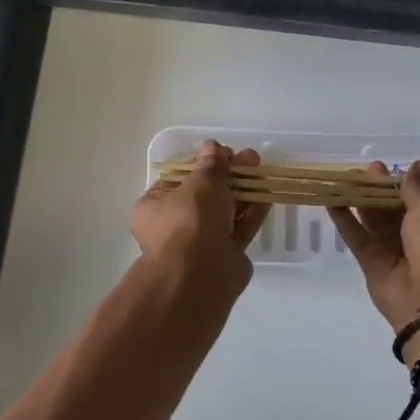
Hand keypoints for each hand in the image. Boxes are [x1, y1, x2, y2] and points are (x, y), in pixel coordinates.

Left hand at [130, 141, 270, 292]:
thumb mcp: (202, 182)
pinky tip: (266, 195)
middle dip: (227, 175)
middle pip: (203, 195)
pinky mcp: (224, 256)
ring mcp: (199, 243)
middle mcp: (173, 226)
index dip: (202, 163)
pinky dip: (251, 212)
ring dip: (242, 191)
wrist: (202, 273)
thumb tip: (213, 147)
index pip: (178, 179)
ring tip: (262, 171)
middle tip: (249, 159)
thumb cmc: (191, 219)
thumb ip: (211, 164)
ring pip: (223, 212)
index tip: (224, 153)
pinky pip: (238, 228)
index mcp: (153, 207)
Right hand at [329, 161, 419, 343]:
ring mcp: (391, 250)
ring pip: (371, 219)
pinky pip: (356, 237)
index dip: (400, 182)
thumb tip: (417, 165)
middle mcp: (414, 236)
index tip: (383, 166)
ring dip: (359, 200)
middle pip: (391, 207)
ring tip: (342, 178)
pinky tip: (330, 201)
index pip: (416, 198)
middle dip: (378, 188)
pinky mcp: (370, 263)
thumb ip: (416, 191)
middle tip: (361, 168)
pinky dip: (344, 220)